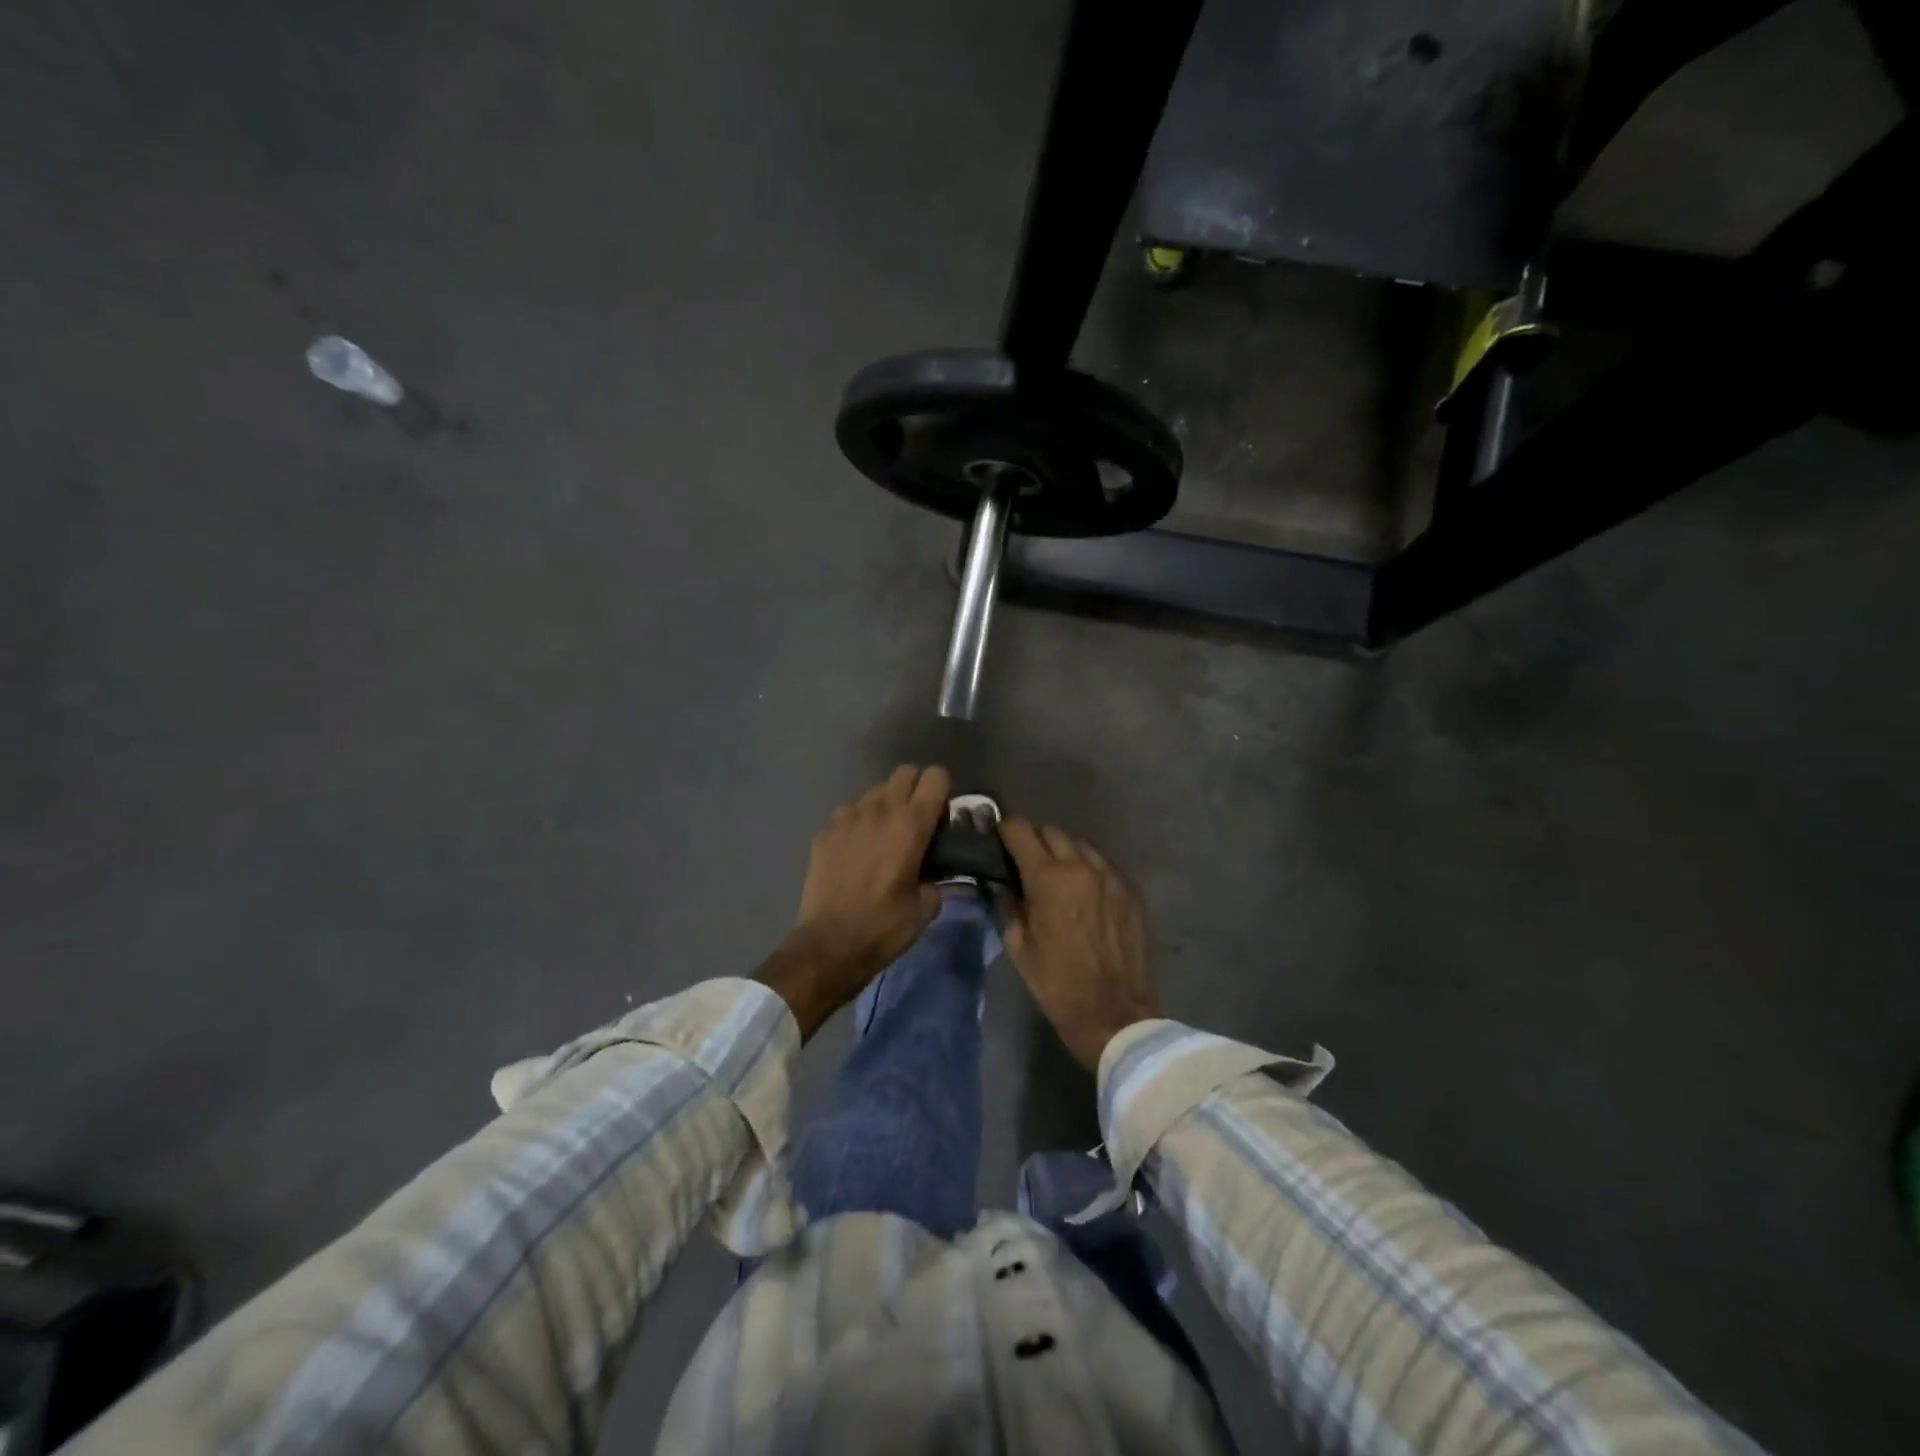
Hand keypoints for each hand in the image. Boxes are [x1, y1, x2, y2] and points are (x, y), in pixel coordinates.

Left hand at [761, 765, 950, 1037]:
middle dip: (916, 791)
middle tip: (916, 825)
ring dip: (887, 806)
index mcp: (911, 824)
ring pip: (876, 791)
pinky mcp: (825, 829)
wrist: (828, 945)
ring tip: (884, 840)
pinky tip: (858, 853)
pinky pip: (850, 812)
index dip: (943, 794)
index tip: (941, 822)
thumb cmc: (884, 927)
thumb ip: (938, 877)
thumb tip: (937, 869)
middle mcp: (880, 809)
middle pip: (906, 773)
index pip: (936, 777)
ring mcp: (848, 816)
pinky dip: (860, 823)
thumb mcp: (926, 907)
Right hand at [1000, 819, 1158, 1069]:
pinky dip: (1089, 869)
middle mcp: (1082, 866)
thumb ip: (1009, 905)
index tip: (998, 840)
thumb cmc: (1058, 984)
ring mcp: (1112, 876)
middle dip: (1034, 840)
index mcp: (1048, 878)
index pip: (1020, 830)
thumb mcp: (1019, 947)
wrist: (1114, 1015)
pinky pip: (1104, 865)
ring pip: (1081, 844)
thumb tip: (1003, 884)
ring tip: (1057, 875)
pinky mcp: (1132, 891)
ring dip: (1064, 852)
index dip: (1004, 830)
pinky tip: (1084, 892)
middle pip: (1052, 831)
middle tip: (1025, 861)